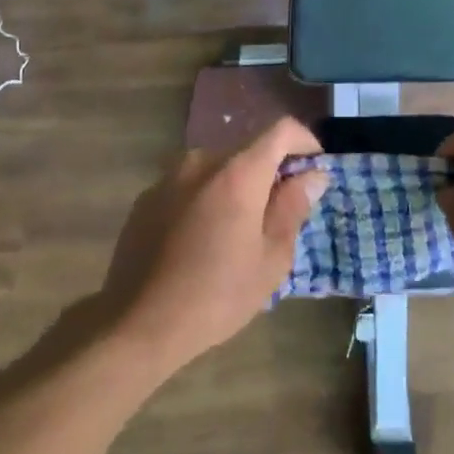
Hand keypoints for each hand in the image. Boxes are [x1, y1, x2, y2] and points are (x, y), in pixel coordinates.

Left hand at [100, 118, 328, 375]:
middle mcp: (201, 161)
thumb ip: (293, 207)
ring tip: (239, 232)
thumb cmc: (218, 295)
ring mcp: (169, 177)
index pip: (282, 131)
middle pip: (248, 150)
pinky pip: (189, 186)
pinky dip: (206, 199)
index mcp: (238, 172)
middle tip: (280, 215)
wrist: (139, 323)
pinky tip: (202, 240)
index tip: (314, 171)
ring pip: (218, 169)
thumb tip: (312, 175)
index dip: (306, 143)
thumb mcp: (271, 258)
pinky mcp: (147, 198)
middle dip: (271, 173)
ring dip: (237, 187)